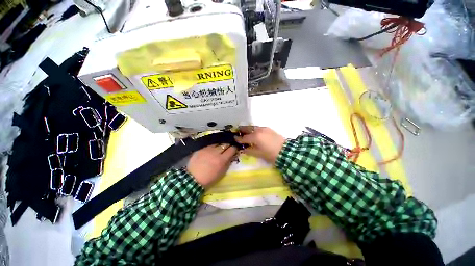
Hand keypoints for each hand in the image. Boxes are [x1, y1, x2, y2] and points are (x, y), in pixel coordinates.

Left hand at [187, 144, 237, 187]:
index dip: (234, 149)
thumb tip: (231, 157)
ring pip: (216, 143)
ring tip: (219, 148)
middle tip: (228, 148)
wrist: (194, 178)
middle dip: (227, 145)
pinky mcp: (200, 149)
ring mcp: (207, 149)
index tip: (234, 150)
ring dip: (219, 145)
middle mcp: (215, 152)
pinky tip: (211, 149)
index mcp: (222, 160)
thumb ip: (227, 164)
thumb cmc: (209, 179)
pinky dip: (212, 146)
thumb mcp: (221, 173)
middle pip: (224, 144)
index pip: (231, 149)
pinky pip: (209, 145)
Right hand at [234, 126, 285, 163]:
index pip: (244, 138)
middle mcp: (258, 130)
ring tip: (245, 133)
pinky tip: (254, 134)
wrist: (285, 151)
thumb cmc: (271, 154)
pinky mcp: (269, 129)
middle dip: (242, 130)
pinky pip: (259, 128)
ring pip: (253, 127)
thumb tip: (243, 149)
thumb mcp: (259, 154)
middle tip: (237, 132)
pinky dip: (254, 130)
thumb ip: (249, 151)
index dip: (238, 139)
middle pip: (248, 129)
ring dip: (248, 129)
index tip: (234, 139)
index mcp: (255, 137)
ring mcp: (264, 129)